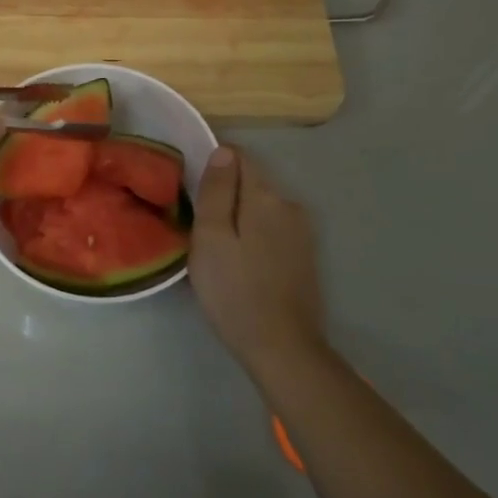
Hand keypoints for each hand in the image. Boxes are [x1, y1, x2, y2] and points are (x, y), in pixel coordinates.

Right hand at [190, 146, 329, 376]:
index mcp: (266, 196)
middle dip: (226, 194)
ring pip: (261, 207)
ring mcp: (302, 231)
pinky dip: (253, 235)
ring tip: (216, 247)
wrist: (281, 346)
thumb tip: (223, 151)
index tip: (193, 190)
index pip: (239, 156)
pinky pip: (272, 229)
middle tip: (198, 226)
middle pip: (251, 182)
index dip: (214, 164)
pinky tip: (240, 262)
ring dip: (239, 217)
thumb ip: (217, 191)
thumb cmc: (234, 290)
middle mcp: (290, 205)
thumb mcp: (211, 237)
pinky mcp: (304, 255)